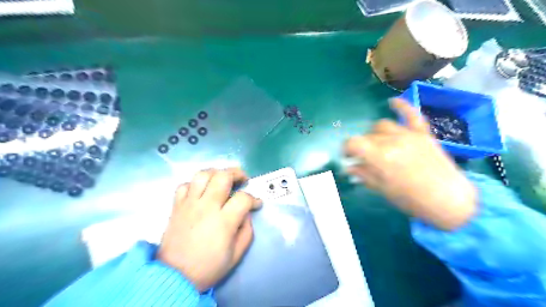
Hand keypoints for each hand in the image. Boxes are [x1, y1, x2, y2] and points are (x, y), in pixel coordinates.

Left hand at [158, 169, 261, 290]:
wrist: (175, 277)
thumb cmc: (209, 267)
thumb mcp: (236, 254)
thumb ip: (247, 230)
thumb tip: (246, 212)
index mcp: (223, 221)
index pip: (243, 198)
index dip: (254, 199)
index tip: (256, 204)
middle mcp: (206, 207)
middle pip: (223, 176)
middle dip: (237, 173)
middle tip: (242, 179)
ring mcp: (189, 204)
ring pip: (202, 175)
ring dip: (216, 173)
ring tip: (222, 180)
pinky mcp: (177, 206)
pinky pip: (184, 185)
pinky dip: (194, 184)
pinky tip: (201, 191)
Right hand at [348, 99, 476, 229]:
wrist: (448, 201)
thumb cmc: (411, 200)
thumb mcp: (381, 189)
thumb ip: (363, 174)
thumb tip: (349, 167)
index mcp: (380, 157)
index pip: (353, 143)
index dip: (346, 149)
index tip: (348, 157)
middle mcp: (392, 141)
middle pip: (367, 136)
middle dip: (361, 146)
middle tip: (364, 159)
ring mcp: (409, 135)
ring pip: (382, 125)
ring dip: (375, 134)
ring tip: (378, 144)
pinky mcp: (423, 134)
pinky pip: (411, 114)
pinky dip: (401, 106)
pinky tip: (392, 102)